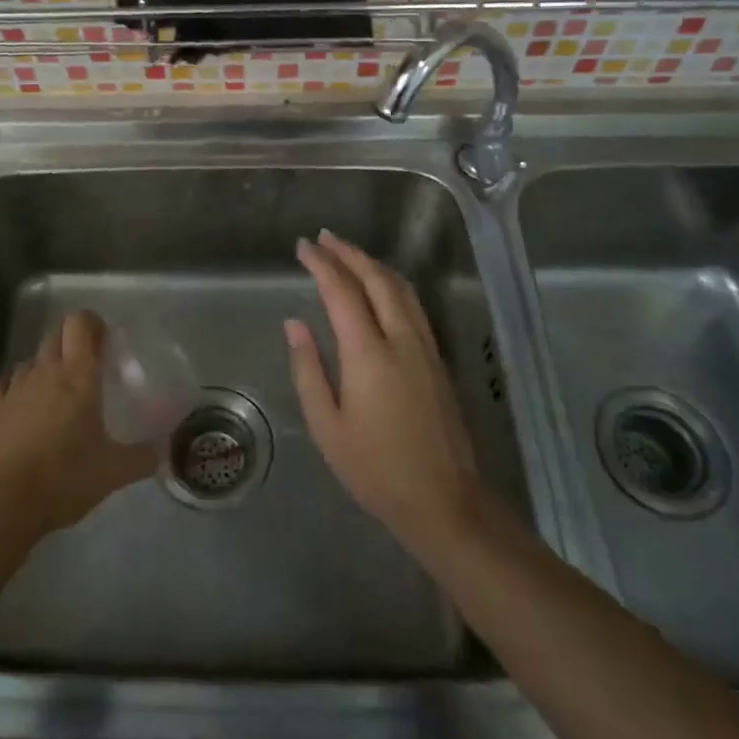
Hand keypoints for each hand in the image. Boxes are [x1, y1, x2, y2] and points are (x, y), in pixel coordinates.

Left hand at [0, 310, 157, 539]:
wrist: (4, 504)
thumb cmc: (64, 478)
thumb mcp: (113, 472)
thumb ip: (142, 458)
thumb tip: (162, 453)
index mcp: (78, 376)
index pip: (80, 323)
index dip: (92, 323)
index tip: (104, 341)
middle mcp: (45, 372)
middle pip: (55, 335)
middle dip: (71, 343)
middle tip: (87, 368)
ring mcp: (14, 388)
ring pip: (31, 360)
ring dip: (44, 367)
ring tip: (56, 392)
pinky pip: (4, 384)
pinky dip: (15, 388)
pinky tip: (21, 405)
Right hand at [286, 231, 485, 556]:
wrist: (443, 500)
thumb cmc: (374, 468)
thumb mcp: (327, 426)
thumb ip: (309, 368)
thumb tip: (295, 323)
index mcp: (369, 354)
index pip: (342, 291)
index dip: (321, 264)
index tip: (302, 247)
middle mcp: (401, 339)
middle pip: (376, 278)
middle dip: (348, 253)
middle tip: (323, 238)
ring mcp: (425, 346)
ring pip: (400, 287)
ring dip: (372, 263)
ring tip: (347, 253)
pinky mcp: (437, 357)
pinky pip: (413, 304)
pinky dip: (391, 282)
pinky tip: (380, 286)